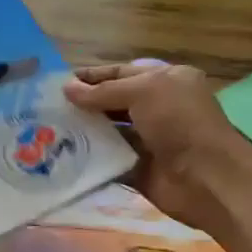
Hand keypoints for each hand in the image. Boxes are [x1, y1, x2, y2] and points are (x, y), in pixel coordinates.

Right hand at [63, 63, 251, 230]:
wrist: (206, 178)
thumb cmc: (180, 123)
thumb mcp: (144, 92)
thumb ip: (103, 91)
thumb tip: (66, 89)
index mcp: (165, 82)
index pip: (120, 73)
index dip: (91, 77)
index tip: (58, 83)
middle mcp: (156, 108)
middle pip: (111, 102)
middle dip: (82, 104)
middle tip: (45, 108)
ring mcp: (147, 140)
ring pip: (106, 131)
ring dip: (81, 131)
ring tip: (46, 131)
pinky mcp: (137, 168)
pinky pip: (107, 160)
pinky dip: (87, 158)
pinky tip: (61, 156)